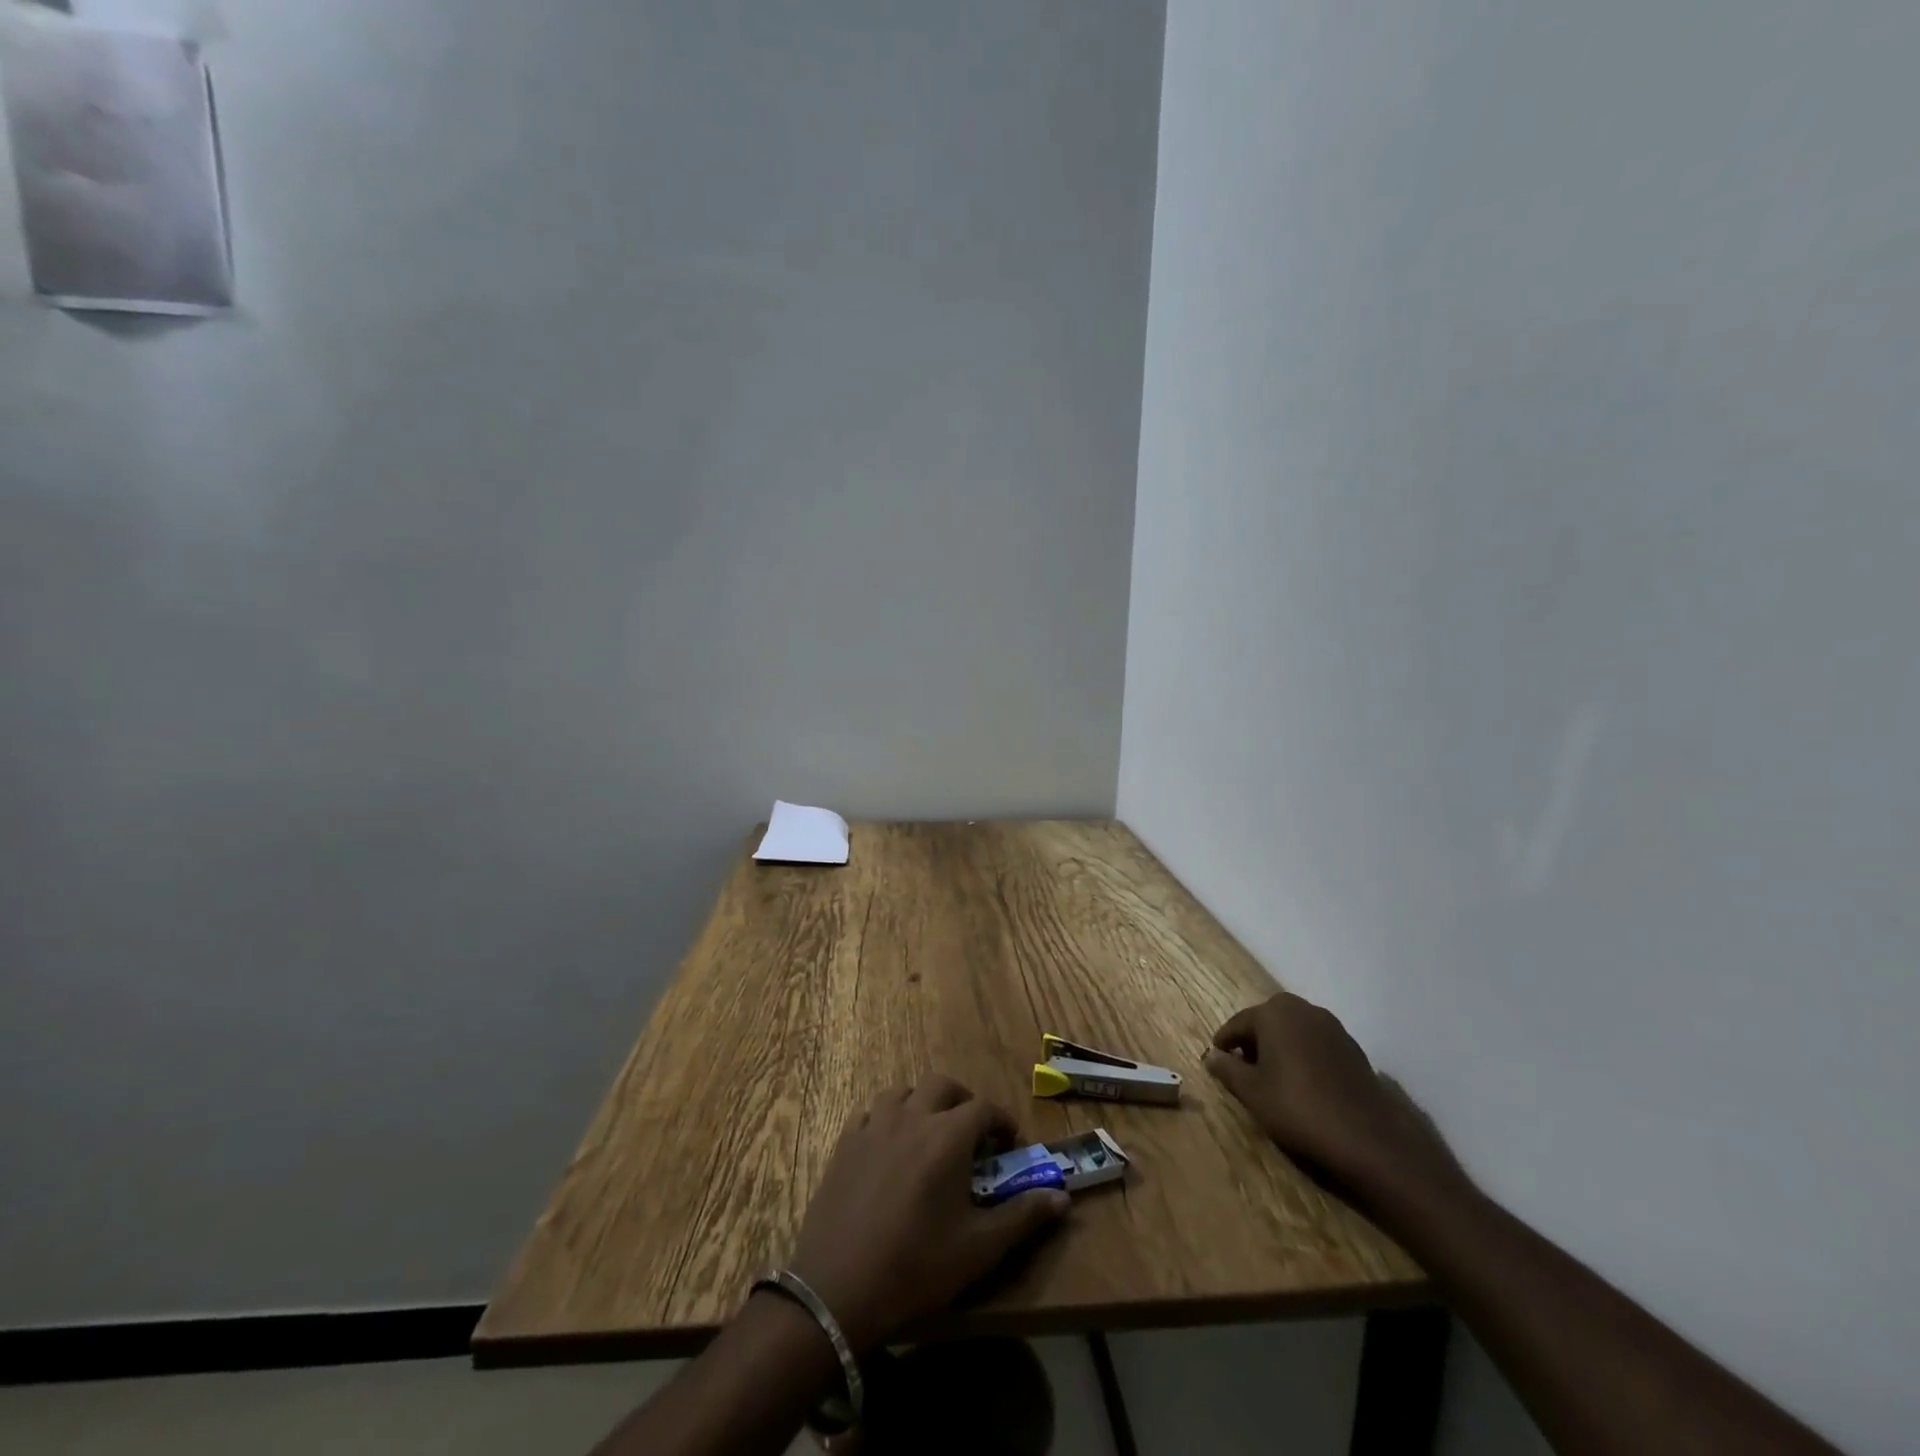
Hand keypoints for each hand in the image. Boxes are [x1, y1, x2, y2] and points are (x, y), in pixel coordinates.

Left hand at [787, 1076, 1069, 1352]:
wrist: (838, 1289)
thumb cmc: (916, 1267)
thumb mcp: (979, 1249)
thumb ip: (1023, 1217)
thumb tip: (1062, 1197)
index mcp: (948, 1136)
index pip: (984, 1108)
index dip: (1001, 1122)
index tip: (1009, 1145)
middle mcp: (912, 1117)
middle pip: (942, 1085)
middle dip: (962, 1101)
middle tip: (971, 1133)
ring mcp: (874, 1125)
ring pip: (902, 1091)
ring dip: (922, 1103)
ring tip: (929, 1134)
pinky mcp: (845, 1142)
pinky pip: (869, 1112)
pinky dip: (885, 1118)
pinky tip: (888, 1146)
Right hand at [1205, 993, 1465, 1208]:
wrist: (1367, 1140)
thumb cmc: (1297, 1108)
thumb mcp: (1252, 1092)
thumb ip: (1227, 1069)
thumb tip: (1210, 1055)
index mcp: (1274, 1012)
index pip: (1237, 1024)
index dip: (1224, 1045)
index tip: (1217, 1064)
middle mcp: (1303, 1009)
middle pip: (1267, 1022)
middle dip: (1253, 1043)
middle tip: (1245, 1072)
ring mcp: (1332, 1027)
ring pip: (1293, 1032)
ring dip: (1279, 1049)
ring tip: (1273, 1080)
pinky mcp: (1353, 1048)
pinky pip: (1315, 1044)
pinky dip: (1303, 1057)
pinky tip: (1304, 1086)